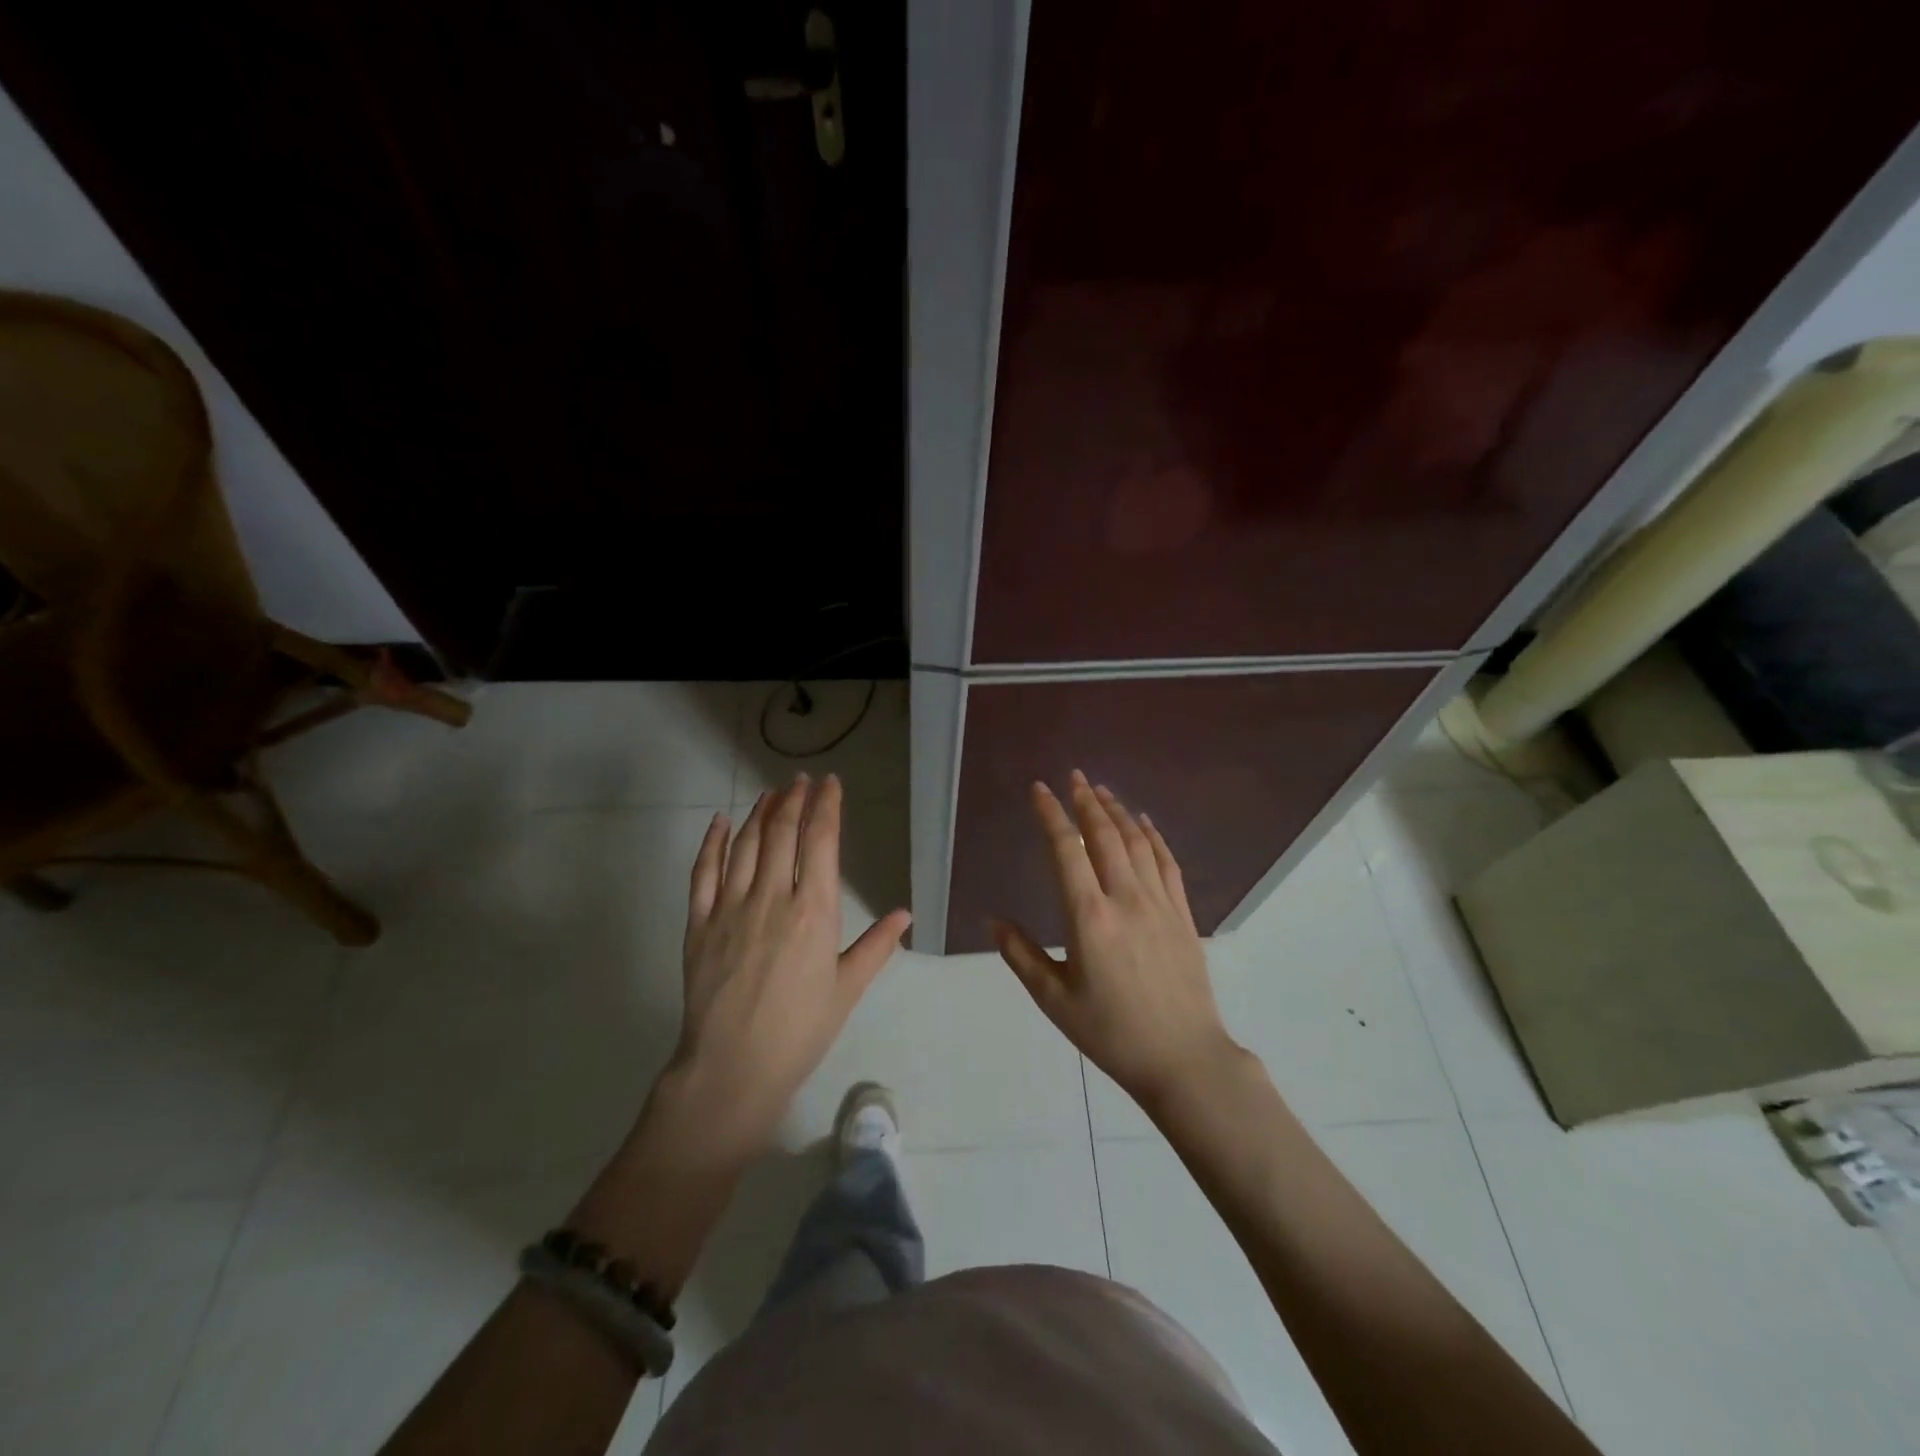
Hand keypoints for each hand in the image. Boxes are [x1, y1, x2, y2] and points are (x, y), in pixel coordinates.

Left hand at [669, 773, 910, 1155]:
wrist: (733, 1068)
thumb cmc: (799, 1031)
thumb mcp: (846, 989)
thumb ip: (876, 947)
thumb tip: (905, 914)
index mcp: (814, 911)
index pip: (821, 842)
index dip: (826, 807)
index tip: (830, 784)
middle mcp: (772, 897)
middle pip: (783, 833)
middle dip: (793, 800)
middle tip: (800, 781)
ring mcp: (731, 907)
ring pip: (745, 844)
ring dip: (759, 813)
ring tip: (770, 794)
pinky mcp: (699, 923)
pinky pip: (703, 872)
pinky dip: (711, 842)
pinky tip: (719, 822)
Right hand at [992, 770, 1239, 1110]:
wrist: (1183, 1058)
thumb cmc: (1111, 1033)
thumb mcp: (1054, 1000)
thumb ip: (1021, 955)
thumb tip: (993, 920)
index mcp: (1089, 917)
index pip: (1066, 850)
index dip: (1051, 815)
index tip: (1039, 789)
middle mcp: (1125, 898)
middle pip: (1104, 835)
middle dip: (1086, 801)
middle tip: (1074, 777)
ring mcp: (1159, 903)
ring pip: (1137, 842)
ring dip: (1118, 811)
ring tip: (1102, 790)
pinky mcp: (1182, 914)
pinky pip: (1167, 862)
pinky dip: (1153, 836)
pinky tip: (1144, 823)